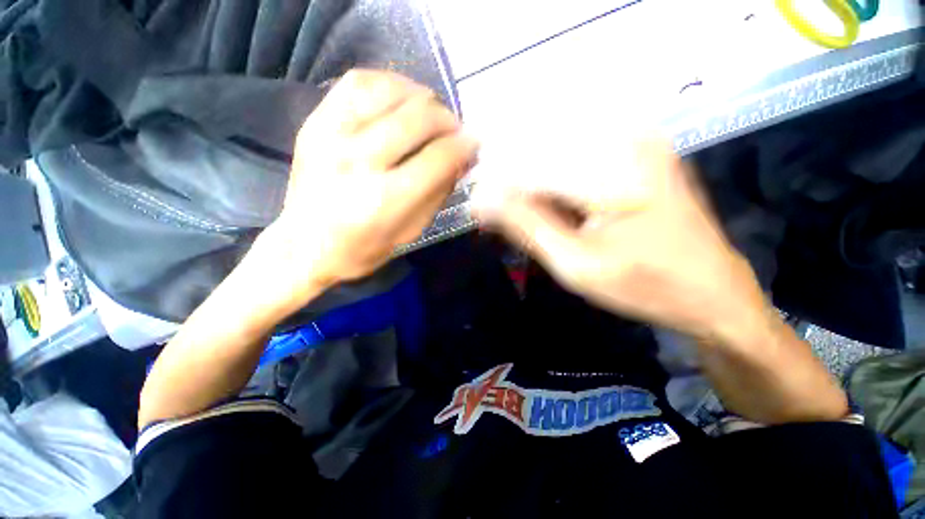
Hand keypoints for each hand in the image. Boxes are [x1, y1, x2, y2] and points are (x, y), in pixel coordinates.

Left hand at [254, 70, 478, 307]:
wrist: (303, 245)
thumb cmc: (362, 249)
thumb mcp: (411, 232)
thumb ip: (438, 193)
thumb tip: (461, 158)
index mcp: (384, 199)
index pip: (439, 157)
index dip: (464, 146)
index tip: (474, 145)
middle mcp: (358, 161)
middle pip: (419, 118)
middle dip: (449, 121)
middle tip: (456, 132)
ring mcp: (332, 135)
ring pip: (392, 91)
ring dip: (424, 98)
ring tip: (432, 114)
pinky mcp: (316, 121)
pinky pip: (359, 81)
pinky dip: (390, 83)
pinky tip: (401, 99)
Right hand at [472, 139, 766, 341]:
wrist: (713, 294)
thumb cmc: (647, 286)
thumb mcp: (577, 265)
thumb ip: (527, 226)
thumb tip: (482, 202)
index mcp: (613, 168)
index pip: (531, 161)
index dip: (497, 182)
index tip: (477, 205)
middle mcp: (627, 139)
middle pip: (544, 146)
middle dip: (512, 177)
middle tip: (493, 208)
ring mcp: (637, 143)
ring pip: (560, 149)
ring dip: (532, 179)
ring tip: (518, 210)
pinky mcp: (640, 155)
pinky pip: (580, 156)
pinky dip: (554, 179)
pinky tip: (548, 205)